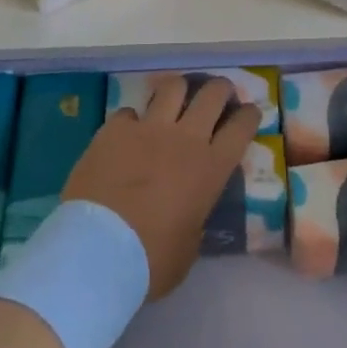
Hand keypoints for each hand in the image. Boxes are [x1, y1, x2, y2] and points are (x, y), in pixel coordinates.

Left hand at [63, 77, 260, 299]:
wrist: (97, 251)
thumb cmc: (150, 260)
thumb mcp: (189, 247)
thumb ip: (195, 218)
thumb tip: (190, 210)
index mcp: (210, 168)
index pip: (241, 127)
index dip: (248, 115)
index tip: (249, 113)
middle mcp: (185, 138)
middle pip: (212, 94)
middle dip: (220, 89)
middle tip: (218, 95)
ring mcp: (149, 128)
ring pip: (173, 87)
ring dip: (179, 91)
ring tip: (176, 99)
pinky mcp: (115, 129)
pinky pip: (129, 112)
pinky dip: (132, 120)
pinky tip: (127, 133)